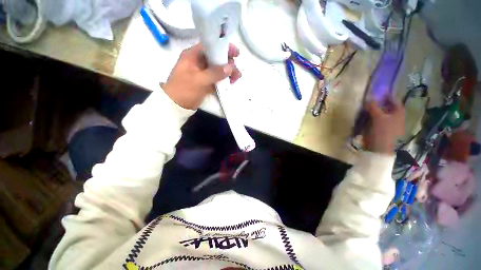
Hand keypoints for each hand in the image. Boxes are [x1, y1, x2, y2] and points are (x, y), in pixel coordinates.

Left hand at [162, 43, 241, 109]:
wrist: (176, 105)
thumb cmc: (184, 90)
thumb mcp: (199, 80)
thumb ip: (214, 73)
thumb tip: (230, 67)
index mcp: (193, 55)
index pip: (211, 46)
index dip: (224, 48)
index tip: (236, 54)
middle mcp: (199, 61)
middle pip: (217, 58)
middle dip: (228, 63)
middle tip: (236, 72)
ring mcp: (203, 72)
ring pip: (218, 68)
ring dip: (228, 72)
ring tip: (236, 79)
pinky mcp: (205, 82)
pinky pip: (217, 78)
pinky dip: (224, 80)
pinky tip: (230, 83)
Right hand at [364, 100, 404, 153]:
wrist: (381, 149)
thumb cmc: (384, 132)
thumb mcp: (378, 117)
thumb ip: (374, 106)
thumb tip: (369, 97)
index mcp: (399, 112)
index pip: (393, 99)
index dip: (385, 95)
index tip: (376, 91)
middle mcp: (395, 116)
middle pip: (386, 106)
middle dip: (377, 102)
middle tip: (368, 99)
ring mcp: (389, 123)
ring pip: (380, 112)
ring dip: (373, 110)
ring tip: (364, 107)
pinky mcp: (382, 128)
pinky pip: (376, 119)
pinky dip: (371, 116)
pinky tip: (365, 116)